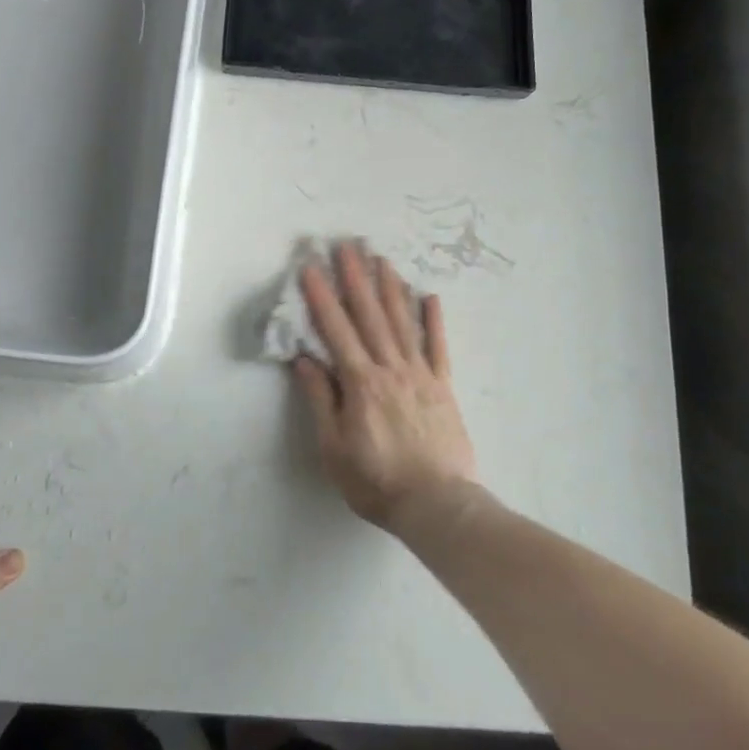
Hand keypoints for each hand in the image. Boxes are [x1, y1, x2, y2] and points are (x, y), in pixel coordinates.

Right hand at [294, 243, 478, 531]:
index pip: (336, 330)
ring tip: (381, 258)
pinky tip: (430, 296)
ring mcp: (420, 374)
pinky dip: (433, 320)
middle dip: (356, 278)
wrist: (437, 504)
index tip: (311, 266)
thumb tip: (305, 359)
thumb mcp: (334, 448)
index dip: (322, 296)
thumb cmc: (376, 481)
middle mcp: (390, 368)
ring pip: (402, 322)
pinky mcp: (443, 386)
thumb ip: (321, 400)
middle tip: (347, 245)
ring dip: (390, 288)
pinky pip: (438, 347)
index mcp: (361, 383)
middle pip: (370, 315)